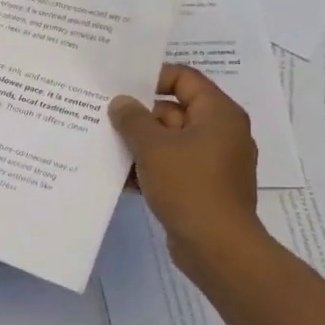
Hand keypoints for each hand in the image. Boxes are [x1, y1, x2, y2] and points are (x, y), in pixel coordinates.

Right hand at [109, 65, 265, 279]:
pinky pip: (173, 166)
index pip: (185, 78)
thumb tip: (121, 102)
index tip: (121, 86)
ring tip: (104, 145)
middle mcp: (221, 133)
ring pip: (170, 141)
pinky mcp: (203, 187)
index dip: (153, 77)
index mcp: (218, 114)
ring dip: (140, 144)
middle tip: (104, 117)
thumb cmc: (189, 186)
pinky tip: (120, 176)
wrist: (217, 248)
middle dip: (139, 116)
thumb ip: (133, 119)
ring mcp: (213, 162)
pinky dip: (150, 167)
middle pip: (174, 110)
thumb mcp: (153, 147)